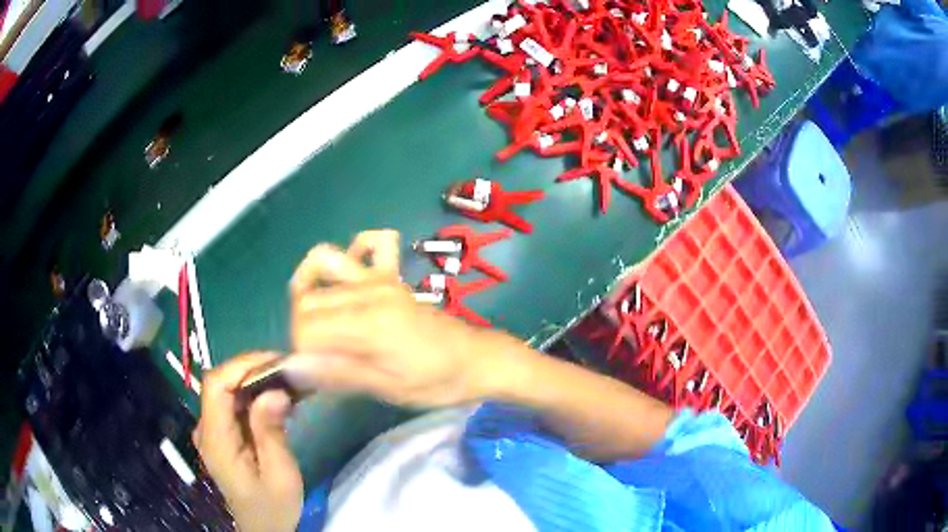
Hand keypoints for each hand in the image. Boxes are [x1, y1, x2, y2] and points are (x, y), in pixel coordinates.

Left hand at [194, 353, 302, 531]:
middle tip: (288, 370)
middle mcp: (207, 429)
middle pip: (220, 384)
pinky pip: (233, 405)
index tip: (275, 361)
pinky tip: (278, 401)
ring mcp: (212, 432)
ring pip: (227, 392)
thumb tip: (274, 391)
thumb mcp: (280, 474)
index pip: (216, 385)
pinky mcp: (222, 435)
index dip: (241, 365)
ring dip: (255, 382)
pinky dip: (254, 396)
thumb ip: (271, 433)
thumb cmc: (272, 506)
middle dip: (252, 370)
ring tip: (288, 382)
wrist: (262, 528)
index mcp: (216, 440)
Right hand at [285, 230, 513, 407]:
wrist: (477, 360)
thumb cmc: (437, 382)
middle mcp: (368, 291)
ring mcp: (381, 277)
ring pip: (324, 264)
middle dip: (302, 328)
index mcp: (368, 324)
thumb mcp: (388, 388)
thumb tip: (292, 367)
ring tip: (317, 316)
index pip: (305, 326)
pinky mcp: (392, 275)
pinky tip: (350, 278)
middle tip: (319, 356)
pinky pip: (372, 242)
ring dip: (310, 286)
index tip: (314, 372)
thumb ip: (338, 372)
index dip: (300, 351)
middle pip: (307, 298)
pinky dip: (353, 252)